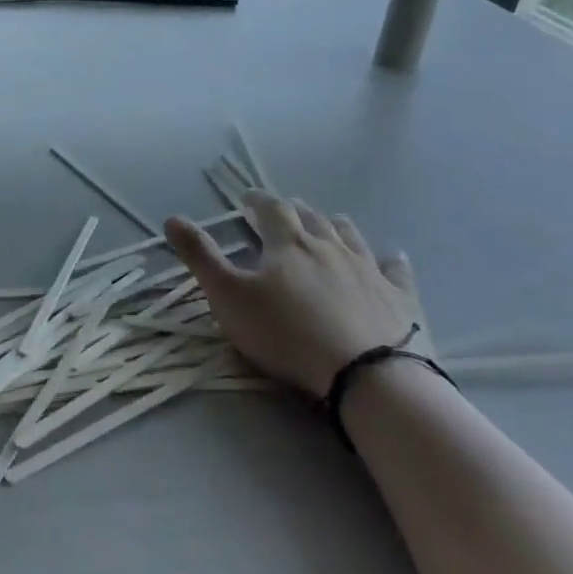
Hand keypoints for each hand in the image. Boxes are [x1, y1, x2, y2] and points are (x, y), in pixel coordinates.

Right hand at [165, 191, 424, 397]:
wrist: (366, 375)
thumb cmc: (286, 333)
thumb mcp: (228, 296)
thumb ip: (200, 256)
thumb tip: (172, 218)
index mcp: (288, 243)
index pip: (271, 210)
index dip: (258, 201)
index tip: (248, 198)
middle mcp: (330, 246)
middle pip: (312, 219)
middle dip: (295, 211)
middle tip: (286, 209)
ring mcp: (369, 270)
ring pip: (351, 237)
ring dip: (337, 226)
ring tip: (331, 222)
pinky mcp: (400, 298)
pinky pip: (396, 270)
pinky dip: (390, 260)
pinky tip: (392, 257)